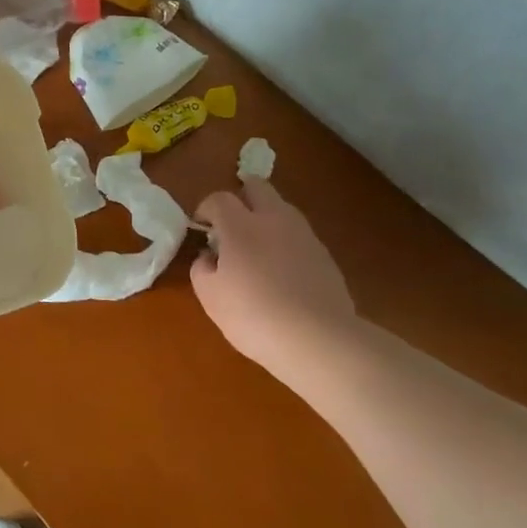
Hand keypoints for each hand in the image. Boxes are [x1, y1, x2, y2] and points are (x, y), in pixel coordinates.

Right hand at [190, 178, 355, 371]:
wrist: (318, 339)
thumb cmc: (253, 315)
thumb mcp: (210, 296)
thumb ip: (202, 268)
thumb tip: (209, 256)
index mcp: (240, 225)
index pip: (219, 199)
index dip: (205, 209)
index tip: (201, 229)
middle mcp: (274, 219)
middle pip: (258, 187)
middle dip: (241, 197)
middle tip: (231, 223)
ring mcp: (304, 235)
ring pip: (282, 209)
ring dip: (265, 218)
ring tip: (256, 248)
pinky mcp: (325, 255)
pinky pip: (298, 235)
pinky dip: (285, 242)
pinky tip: (281, 271)